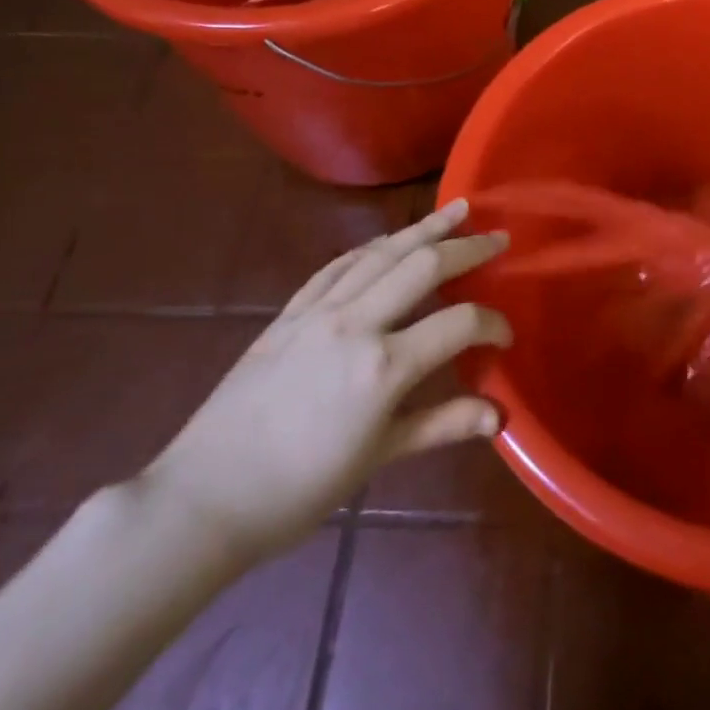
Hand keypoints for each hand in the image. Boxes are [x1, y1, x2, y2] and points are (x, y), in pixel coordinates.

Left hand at [140, 201, 510, 565]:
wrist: (203, 499)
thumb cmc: (298, 490)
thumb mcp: (378, 458)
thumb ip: (442, 426)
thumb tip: (499, 416)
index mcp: (383, 367)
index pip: (458, 324)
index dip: (492, 323)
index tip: (506, 335)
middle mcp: (355, 324)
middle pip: (422, 265)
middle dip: (467, 248)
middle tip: (498, 237)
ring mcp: (318, 313)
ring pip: (380, 253)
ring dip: (422, 228)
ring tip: (455, 209)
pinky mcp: (288, 314)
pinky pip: (336, 267)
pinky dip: (370, 248)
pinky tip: (386, 241)